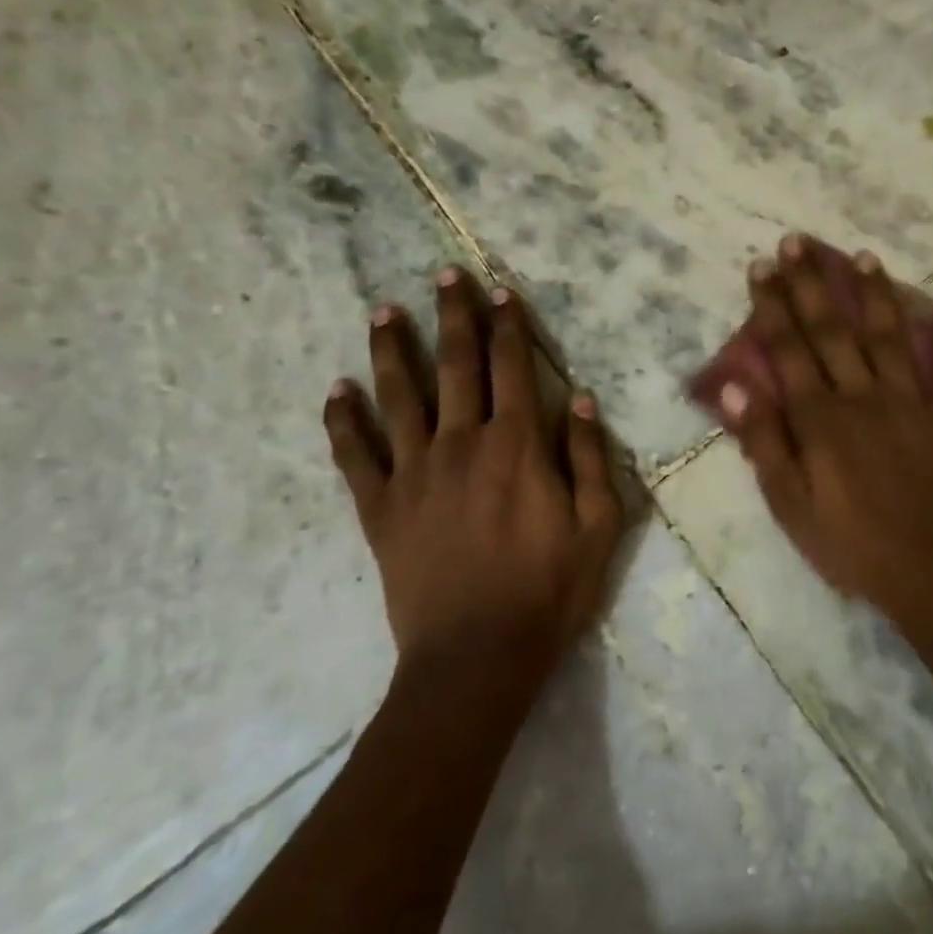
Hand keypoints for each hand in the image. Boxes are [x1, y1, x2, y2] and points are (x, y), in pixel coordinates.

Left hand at [323, 268, 624, 670]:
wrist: (477, 658)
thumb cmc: (549, 591)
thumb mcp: (598, 525)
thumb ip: (592, 457)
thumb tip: (583, 398)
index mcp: (518, 445)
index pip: (512, 367)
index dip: (508, 325)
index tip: (500, 290)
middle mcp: (463, 443)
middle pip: (455, 365)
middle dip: (451, 316)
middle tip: (442, 275)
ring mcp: (414, 473)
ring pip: (399, 397)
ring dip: (391, 351)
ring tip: (382, 312)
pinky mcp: (380, 509)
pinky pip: (355, 457)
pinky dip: (342, 422)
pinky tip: (334, 392)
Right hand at [717, 236, 932, 632]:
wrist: (930, 571)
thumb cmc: (849, 543)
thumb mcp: (789, 504)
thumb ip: (764, 442)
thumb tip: (736, 388)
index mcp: (821, 418)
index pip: (789, 350)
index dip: (772, 307)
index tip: (761, 267)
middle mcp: (863, 397)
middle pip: (833, 331)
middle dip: (812, 284)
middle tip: (798, 243)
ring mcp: (911, 404)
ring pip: (890, 339)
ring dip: (876, 297)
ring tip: (865, 258)